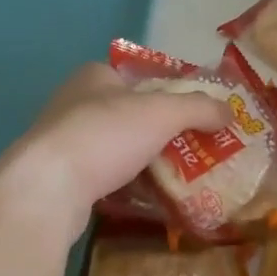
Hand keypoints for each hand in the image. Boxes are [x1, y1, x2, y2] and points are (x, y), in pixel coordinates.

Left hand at [3, 63, 229, 239]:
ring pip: (115, 147)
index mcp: (94, 76)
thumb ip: (199, 108)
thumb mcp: (162, 113)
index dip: (166, 91)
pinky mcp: (58, 179)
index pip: (137, 76)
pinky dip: (125, 185)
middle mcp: (74, 103)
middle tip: (192, 148)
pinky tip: (147, 199)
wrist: (46, 189)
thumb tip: (230, 111)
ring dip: (142, 160)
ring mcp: (63, 142)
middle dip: (158, 131)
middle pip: (128, 113)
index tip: (193, 113)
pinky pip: (102, 177)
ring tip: (178, 177)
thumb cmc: (105, 135)